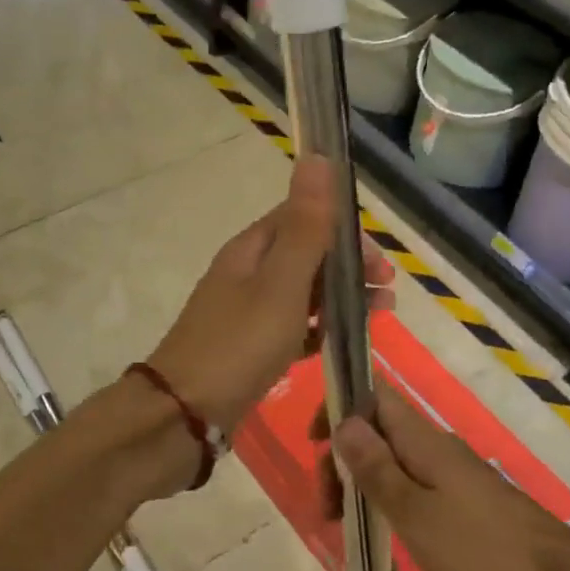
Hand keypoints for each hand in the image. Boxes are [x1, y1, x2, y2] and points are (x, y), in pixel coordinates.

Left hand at [146, 154, 393, 432]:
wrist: (184, 414)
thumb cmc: (239, 344)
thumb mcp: (280, 283)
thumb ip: (305, 226)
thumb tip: (317, 156)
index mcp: (251, 250)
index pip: (301, 218)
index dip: (343, 231)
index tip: (379, 261)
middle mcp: (246, 274)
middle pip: (305, 255)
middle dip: (349, 267)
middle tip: (386, 294)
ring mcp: (245, 312)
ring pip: (301, 293)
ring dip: (340, 298)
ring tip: (378, 318)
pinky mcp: (248, 348)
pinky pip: (291, 328)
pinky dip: (318, 330)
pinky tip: (339, 345)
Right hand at [331, 390, 569, 570]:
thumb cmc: (481, 550)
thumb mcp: (415, 512)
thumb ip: (376, 467)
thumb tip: (344, 421)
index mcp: (421, 439)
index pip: (372, 393)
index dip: (339, 405)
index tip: (316, 443)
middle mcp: (434, 445)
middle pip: (376, 429)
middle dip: (343, 456)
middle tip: (328, 507)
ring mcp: (451, 472)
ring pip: (392, 458)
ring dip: (361, 480)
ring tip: (344, 525)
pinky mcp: (463, 500)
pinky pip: (411, 482)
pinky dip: (386, 498)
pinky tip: (380, 530)